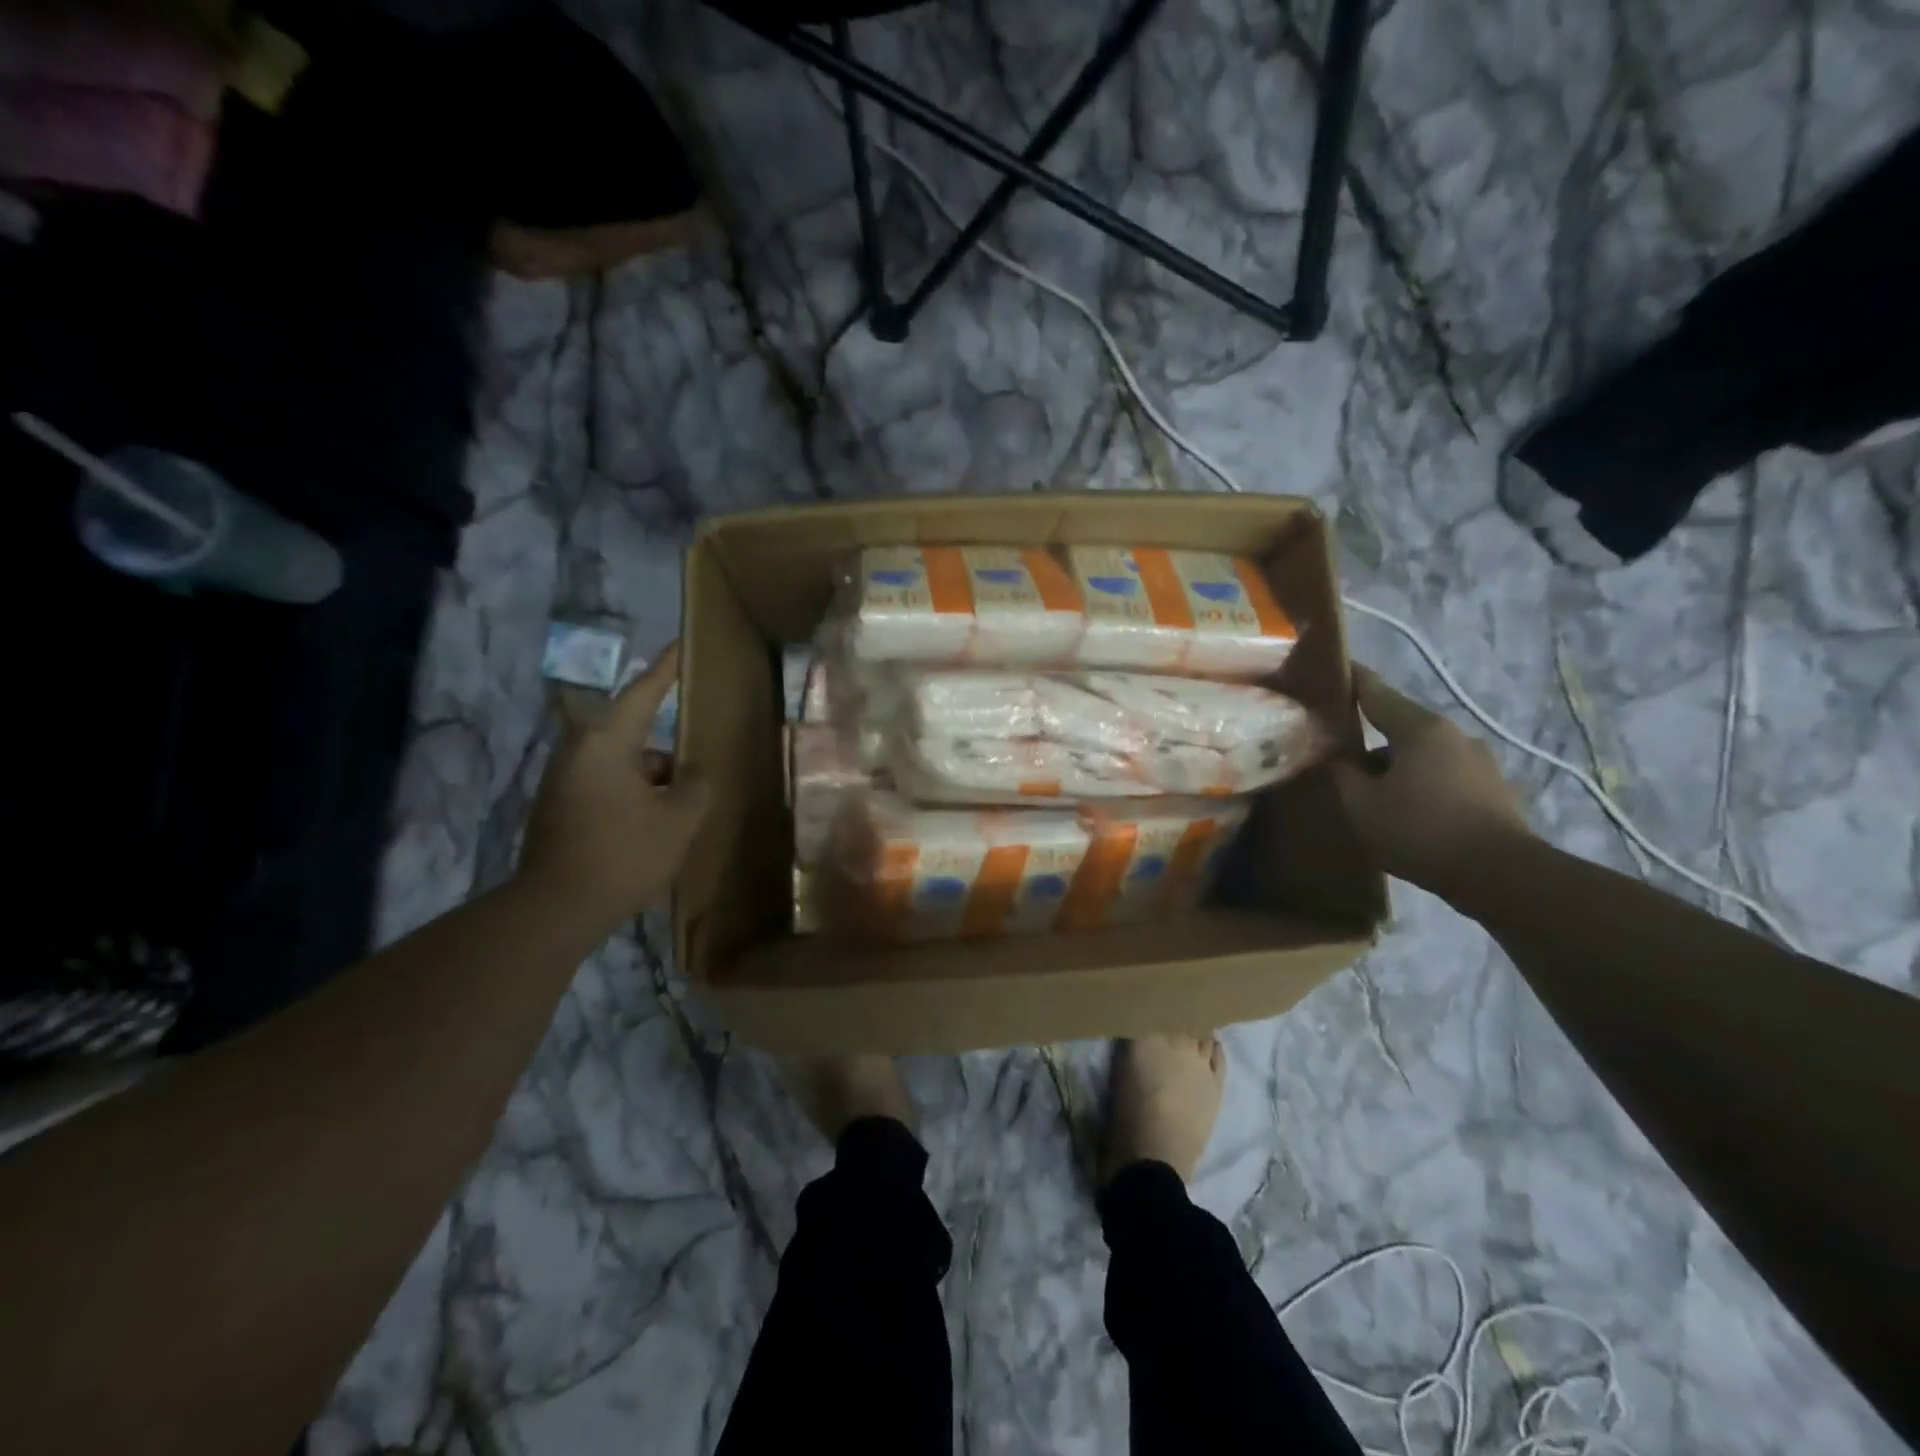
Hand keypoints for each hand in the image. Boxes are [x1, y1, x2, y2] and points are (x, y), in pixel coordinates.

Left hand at [516, 643, 709, 927]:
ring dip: (655, 783)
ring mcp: (565, 783)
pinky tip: (656, 830)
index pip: (643, 693)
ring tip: (684, 813)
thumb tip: (691, 777)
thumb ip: (695, 787)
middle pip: (637, 737)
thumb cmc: (622, 854)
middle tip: (701, 767)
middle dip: (671, 755)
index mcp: (606, 743)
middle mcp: (579, 753)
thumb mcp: (679, 819)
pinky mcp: (561, 810)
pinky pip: (610, 789)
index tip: (682, 646)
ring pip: (625, 768)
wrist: (555, 911)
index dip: (666, 669)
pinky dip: (636, 800)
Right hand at [1329, 664, 1532, 894]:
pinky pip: (1442, 775)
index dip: (1351, 680)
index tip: (1331, 668)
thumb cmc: (1422, 831)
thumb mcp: (1362, 805)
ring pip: (1421, 753)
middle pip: (1399, 725)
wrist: (1502, 876)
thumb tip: (1336, 759)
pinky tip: (1405, 810)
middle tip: (1338, 752)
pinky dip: (1419, 783)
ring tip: (1370, 791)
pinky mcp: (1492, 789)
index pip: (1376, 692)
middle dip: (1369, 736)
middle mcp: (1454, 735)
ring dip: (1394, 765)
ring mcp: (1479, 761)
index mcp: (1421, 729)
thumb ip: (1342, 775)